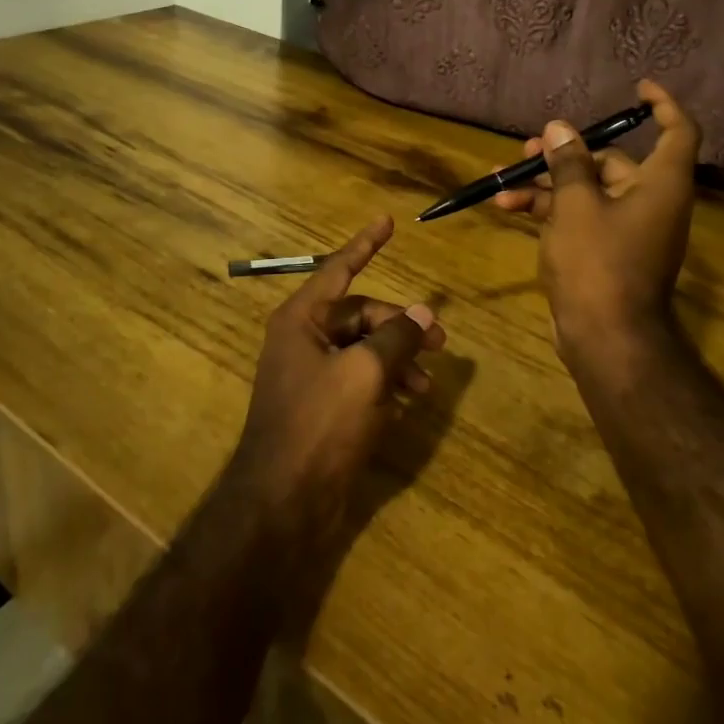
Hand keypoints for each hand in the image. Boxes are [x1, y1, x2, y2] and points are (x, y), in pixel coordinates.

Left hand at [230, 217, 443, 539]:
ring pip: (365, 349)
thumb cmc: (319, 425)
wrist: (283, 503)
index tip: (388, 221)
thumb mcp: (364, 374)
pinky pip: (360, 379)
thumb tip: (423, 314)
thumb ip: (396, 338)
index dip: (365, 244)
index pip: (339, 269)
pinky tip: (406, 403)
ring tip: (425, 383)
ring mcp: (313, 374)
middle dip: (400, 325)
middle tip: (439, 343)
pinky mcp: (324, 406)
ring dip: (397, 359)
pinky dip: (385, 384)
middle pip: (361, 315)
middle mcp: (304, 339)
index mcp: (302, 320)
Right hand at [494, 79, 700, 356]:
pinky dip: (549, 211)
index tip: (637, 89)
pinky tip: (508, 208)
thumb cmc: (598, 263)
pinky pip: (580, 217)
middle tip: (528, 150)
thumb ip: (568, 163)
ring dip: (546, 185)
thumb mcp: (576, 205)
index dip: (663, 105)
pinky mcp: (607, 252)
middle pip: (612, 162)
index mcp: (660, 185)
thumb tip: (560, 128)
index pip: (678, 132)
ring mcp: (628, 229)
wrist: (605, 338)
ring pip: (587, 191)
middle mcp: (650, 202)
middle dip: (565, 154)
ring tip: (501, 181)